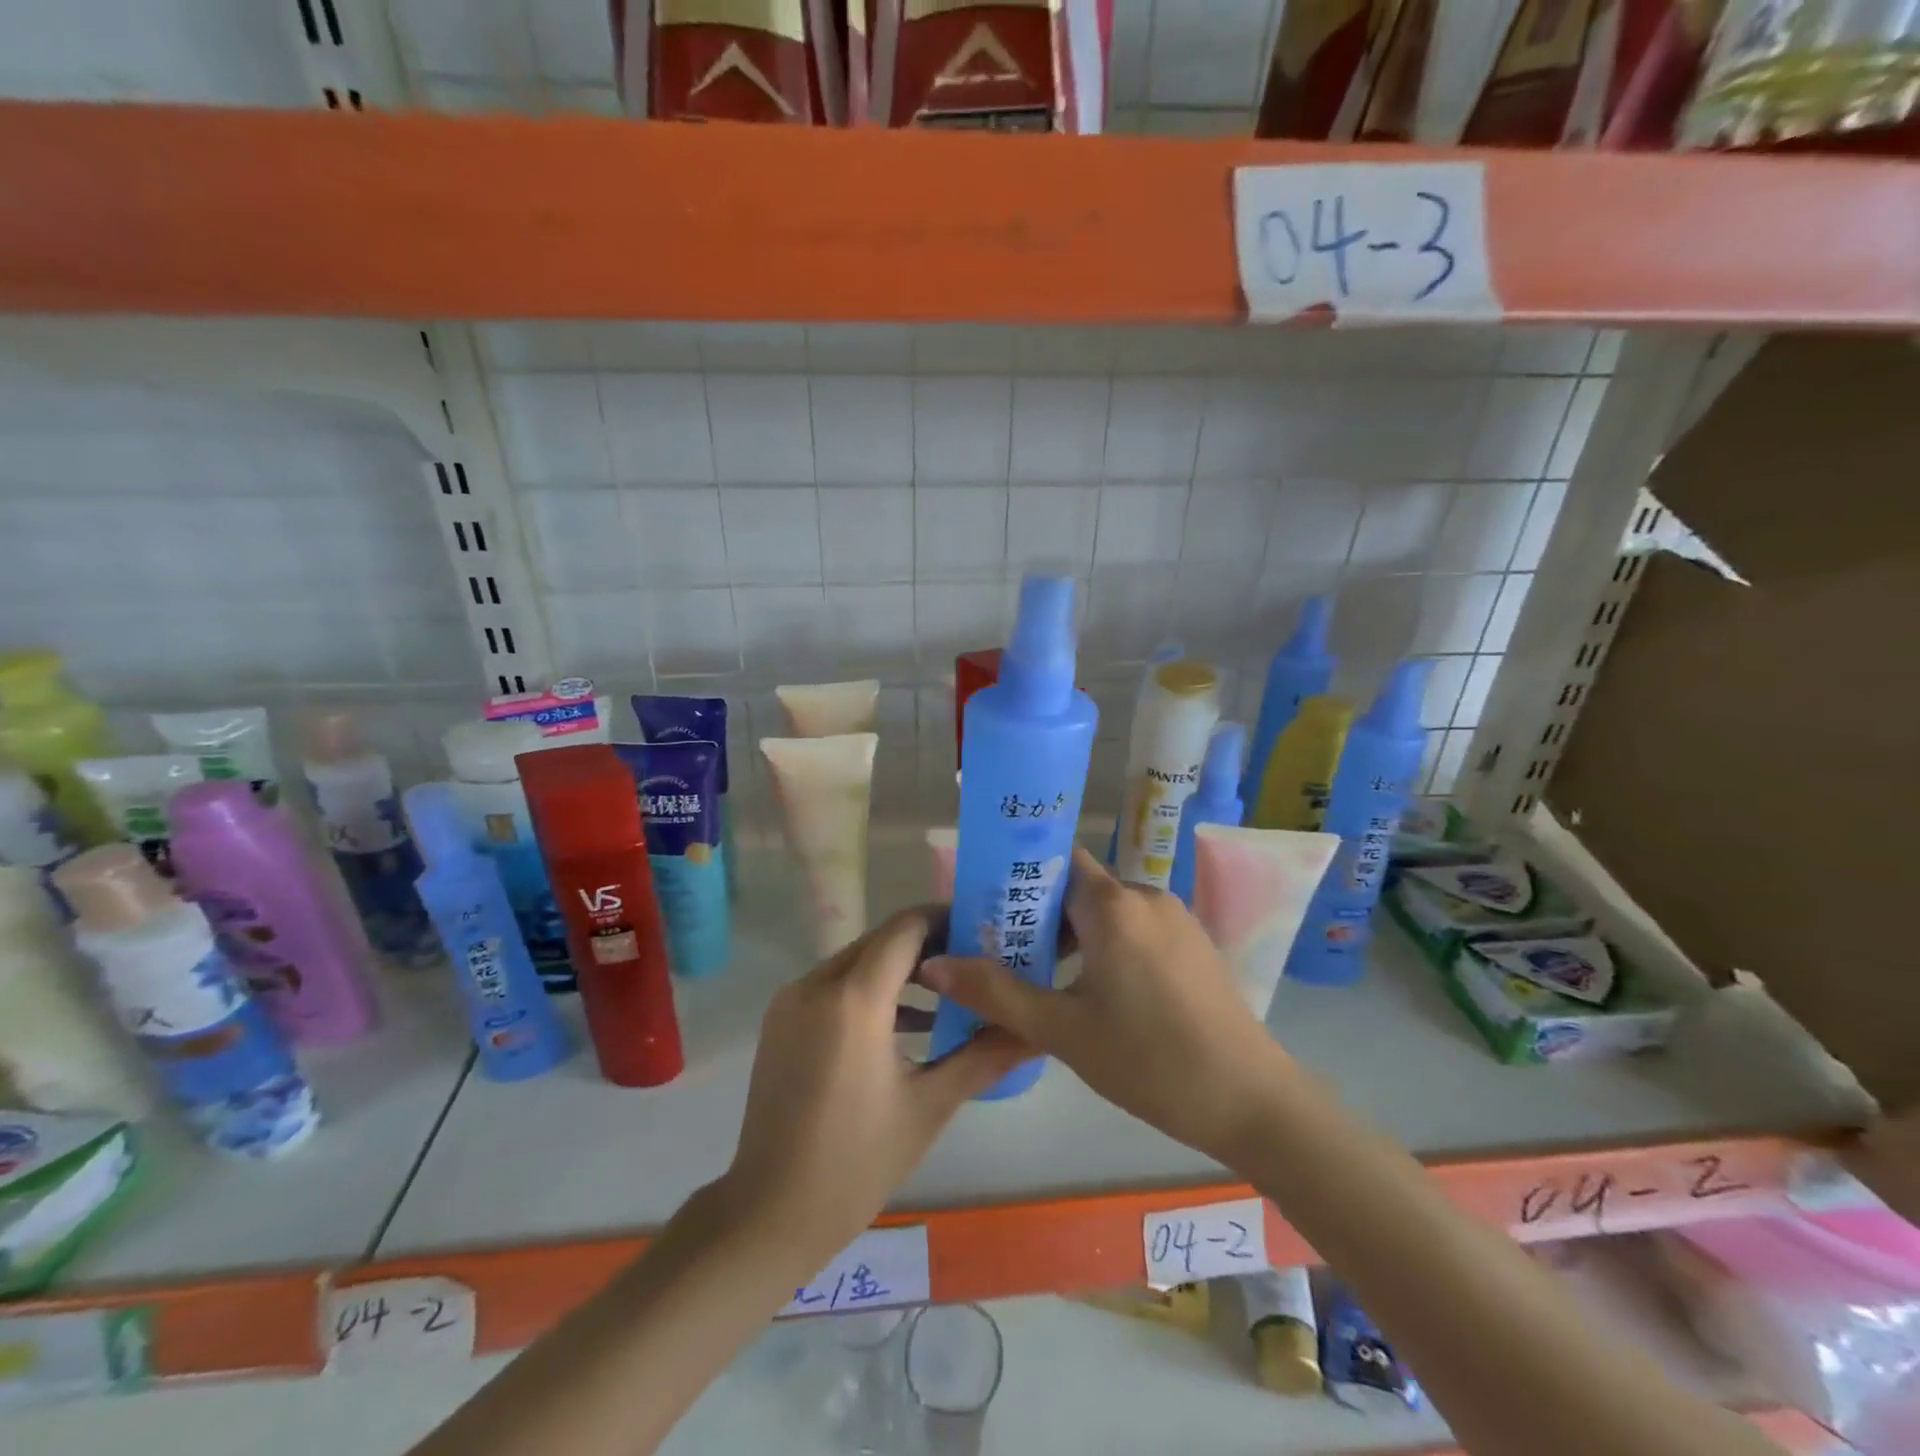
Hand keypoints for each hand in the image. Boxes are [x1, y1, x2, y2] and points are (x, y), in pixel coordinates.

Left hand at [718, 906, 1032, 1268]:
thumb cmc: (856, 1162)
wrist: (769, 1213)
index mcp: (854, 999)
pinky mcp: (781, 1020)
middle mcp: (816, 983)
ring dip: (900, 967)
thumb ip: (984, 1056)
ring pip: (857, 960)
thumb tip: (1035, 1031)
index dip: (945, 920)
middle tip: (975, 961)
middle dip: (928, 944)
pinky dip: (870, 989)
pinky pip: (834, 984)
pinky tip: (908, 1021)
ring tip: (950, 990)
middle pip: (881, 940)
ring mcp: (792, 1000)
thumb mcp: (929, 1106)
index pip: (905, 928)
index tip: (983, 930)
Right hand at [920, 848, 1283, 1162]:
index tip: (987, 905)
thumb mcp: (1062, 1030)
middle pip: (1080, 888)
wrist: (1251, 1100)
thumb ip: (995, 992)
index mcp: (1112, 904)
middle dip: (1041, 915)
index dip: (1019, 876)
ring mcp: (1176, 918)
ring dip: (1075, 935)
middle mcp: (1145, 895)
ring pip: (1109, 911)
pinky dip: (1108, 945)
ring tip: (1044, 977)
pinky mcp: (1194, 944)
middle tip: (1005, 953)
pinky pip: (1137, 929)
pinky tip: (1097, 992)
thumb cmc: (1149, 1060)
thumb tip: (933, 964)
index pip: (1056, 860)